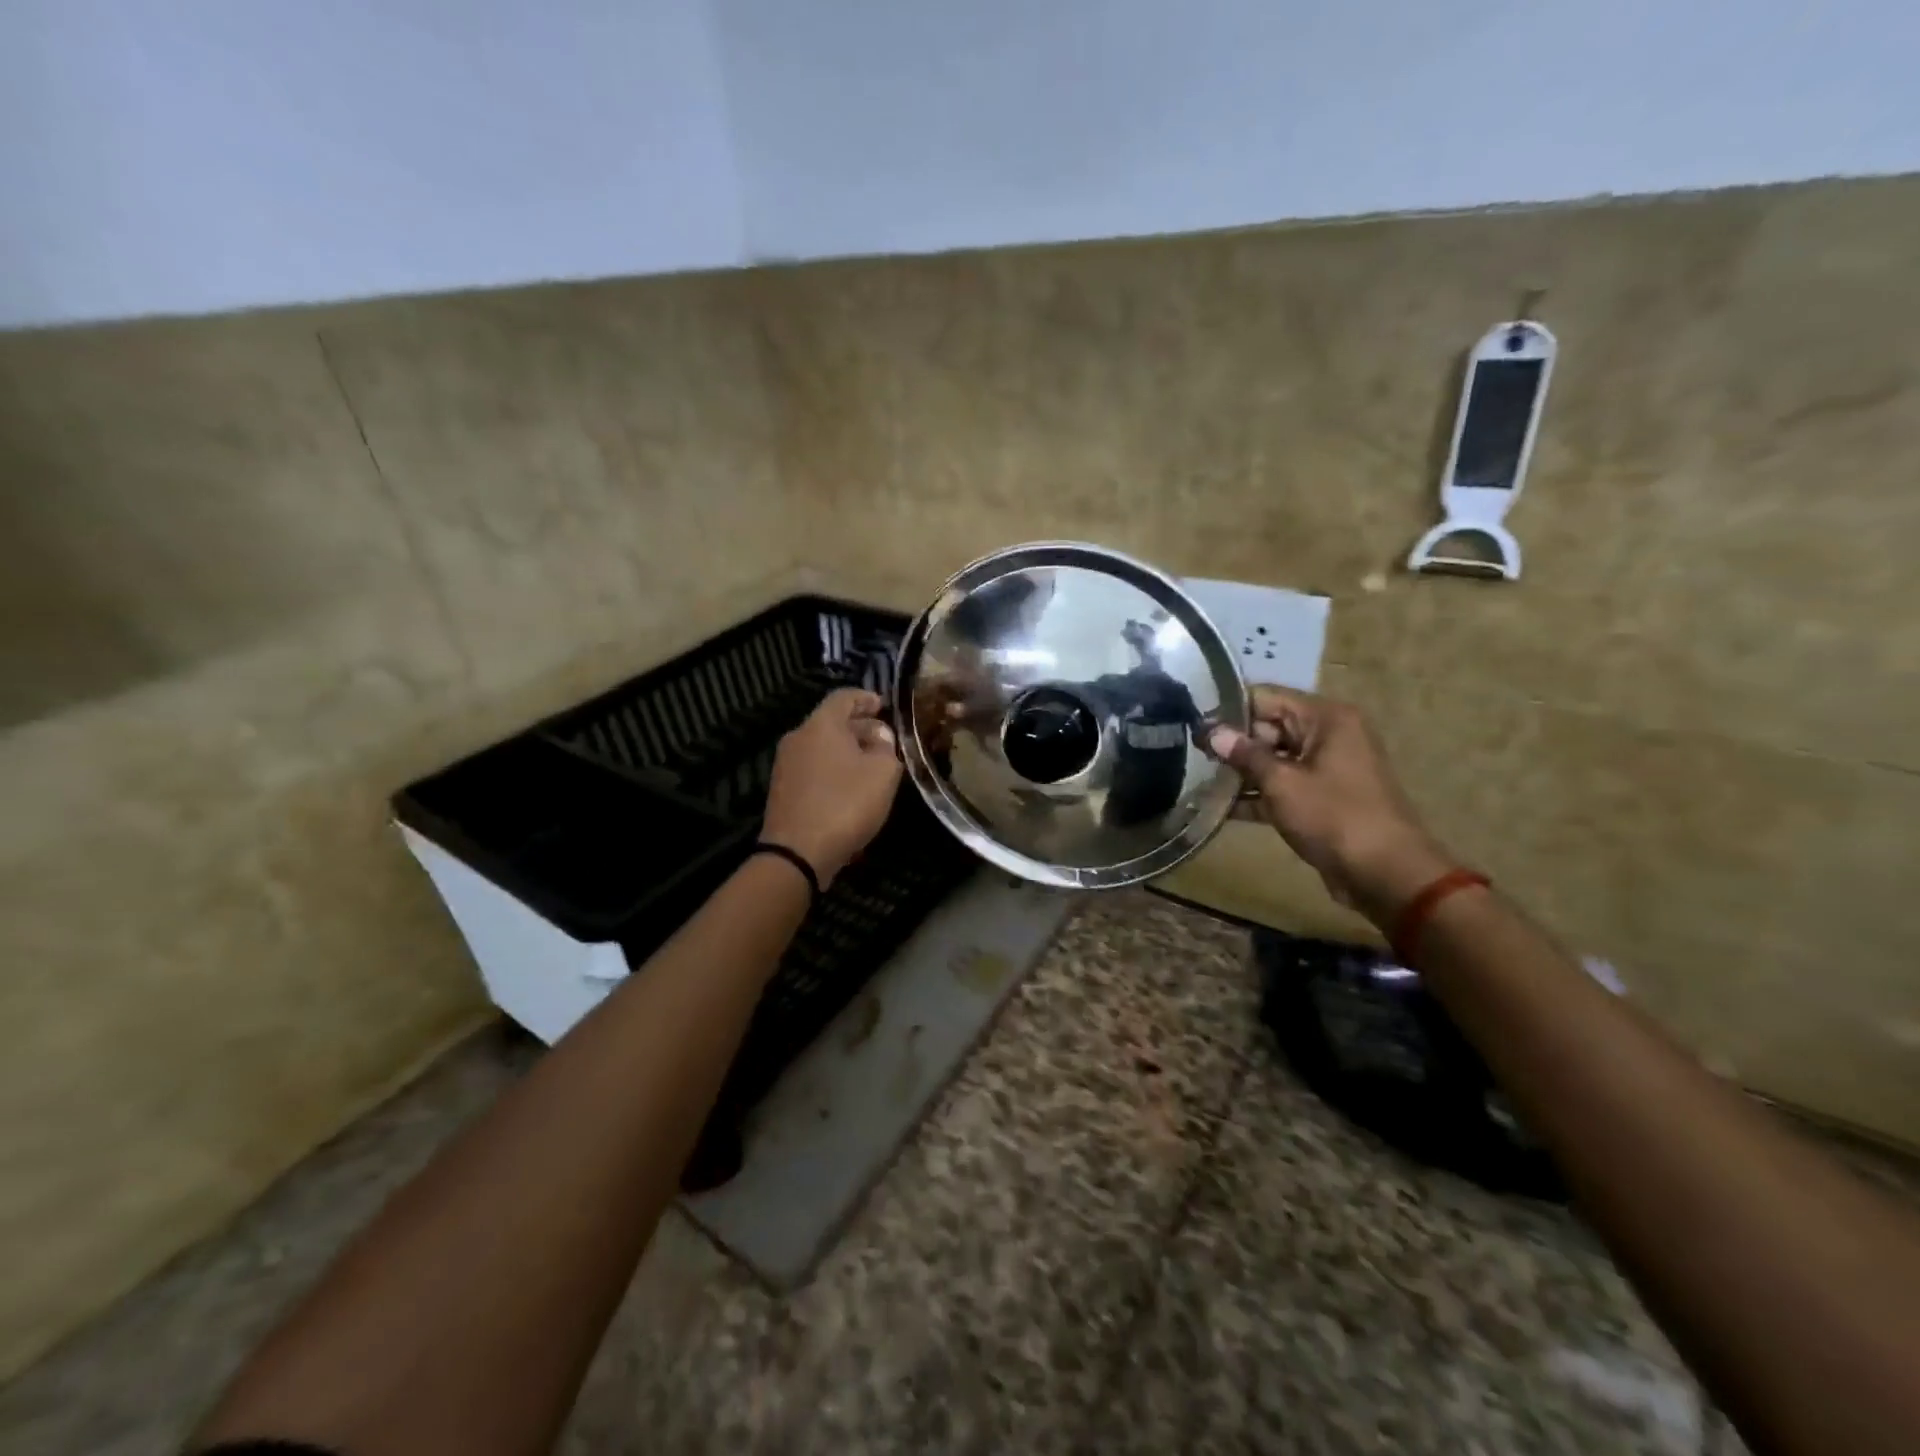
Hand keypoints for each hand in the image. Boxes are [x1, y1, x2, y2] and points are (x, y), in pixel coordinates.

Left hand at [761, 688, 902, 888]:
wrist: (797, 853)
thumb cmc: (845, 804)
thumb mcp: (883, 773)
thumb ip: (886, 748)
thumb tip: (879, 737)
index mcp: (821, 725)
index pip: (844, 697)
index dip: (866, 698)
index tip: (884, 706)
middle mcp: (798, 737)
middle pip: (831, 722)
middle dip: (860, 727)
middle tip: (885, 741)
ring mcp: (786, 765)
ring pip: (822, 746)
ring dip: (847, 751)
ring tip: (872, 766)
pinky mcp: (783, 790)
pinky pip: (814, 768)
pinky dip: (833, 770)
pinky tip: (851, 789)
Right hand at [1208, 686, 1453, 922]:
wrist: (1384, 874)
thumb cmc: (1334, 817)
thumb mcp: (1282, 783)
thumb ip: (1245, 754)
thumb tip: (1212, 732)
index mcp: (1325, 718)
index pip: (1266, 697)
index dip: (1228, 709)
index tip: (1192, 722)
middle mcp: (1327, 735)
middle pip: (1268, 727)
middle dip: (1231, 742)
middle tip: (1188, 753)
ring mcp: (1324, 768)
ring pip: (1272, 759)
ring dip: (1239, 771)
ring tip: (1195, 777)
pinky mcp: (1319, 797)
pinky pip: (1281, 785)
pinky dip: (1255, 794)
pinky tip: (1217, 806)